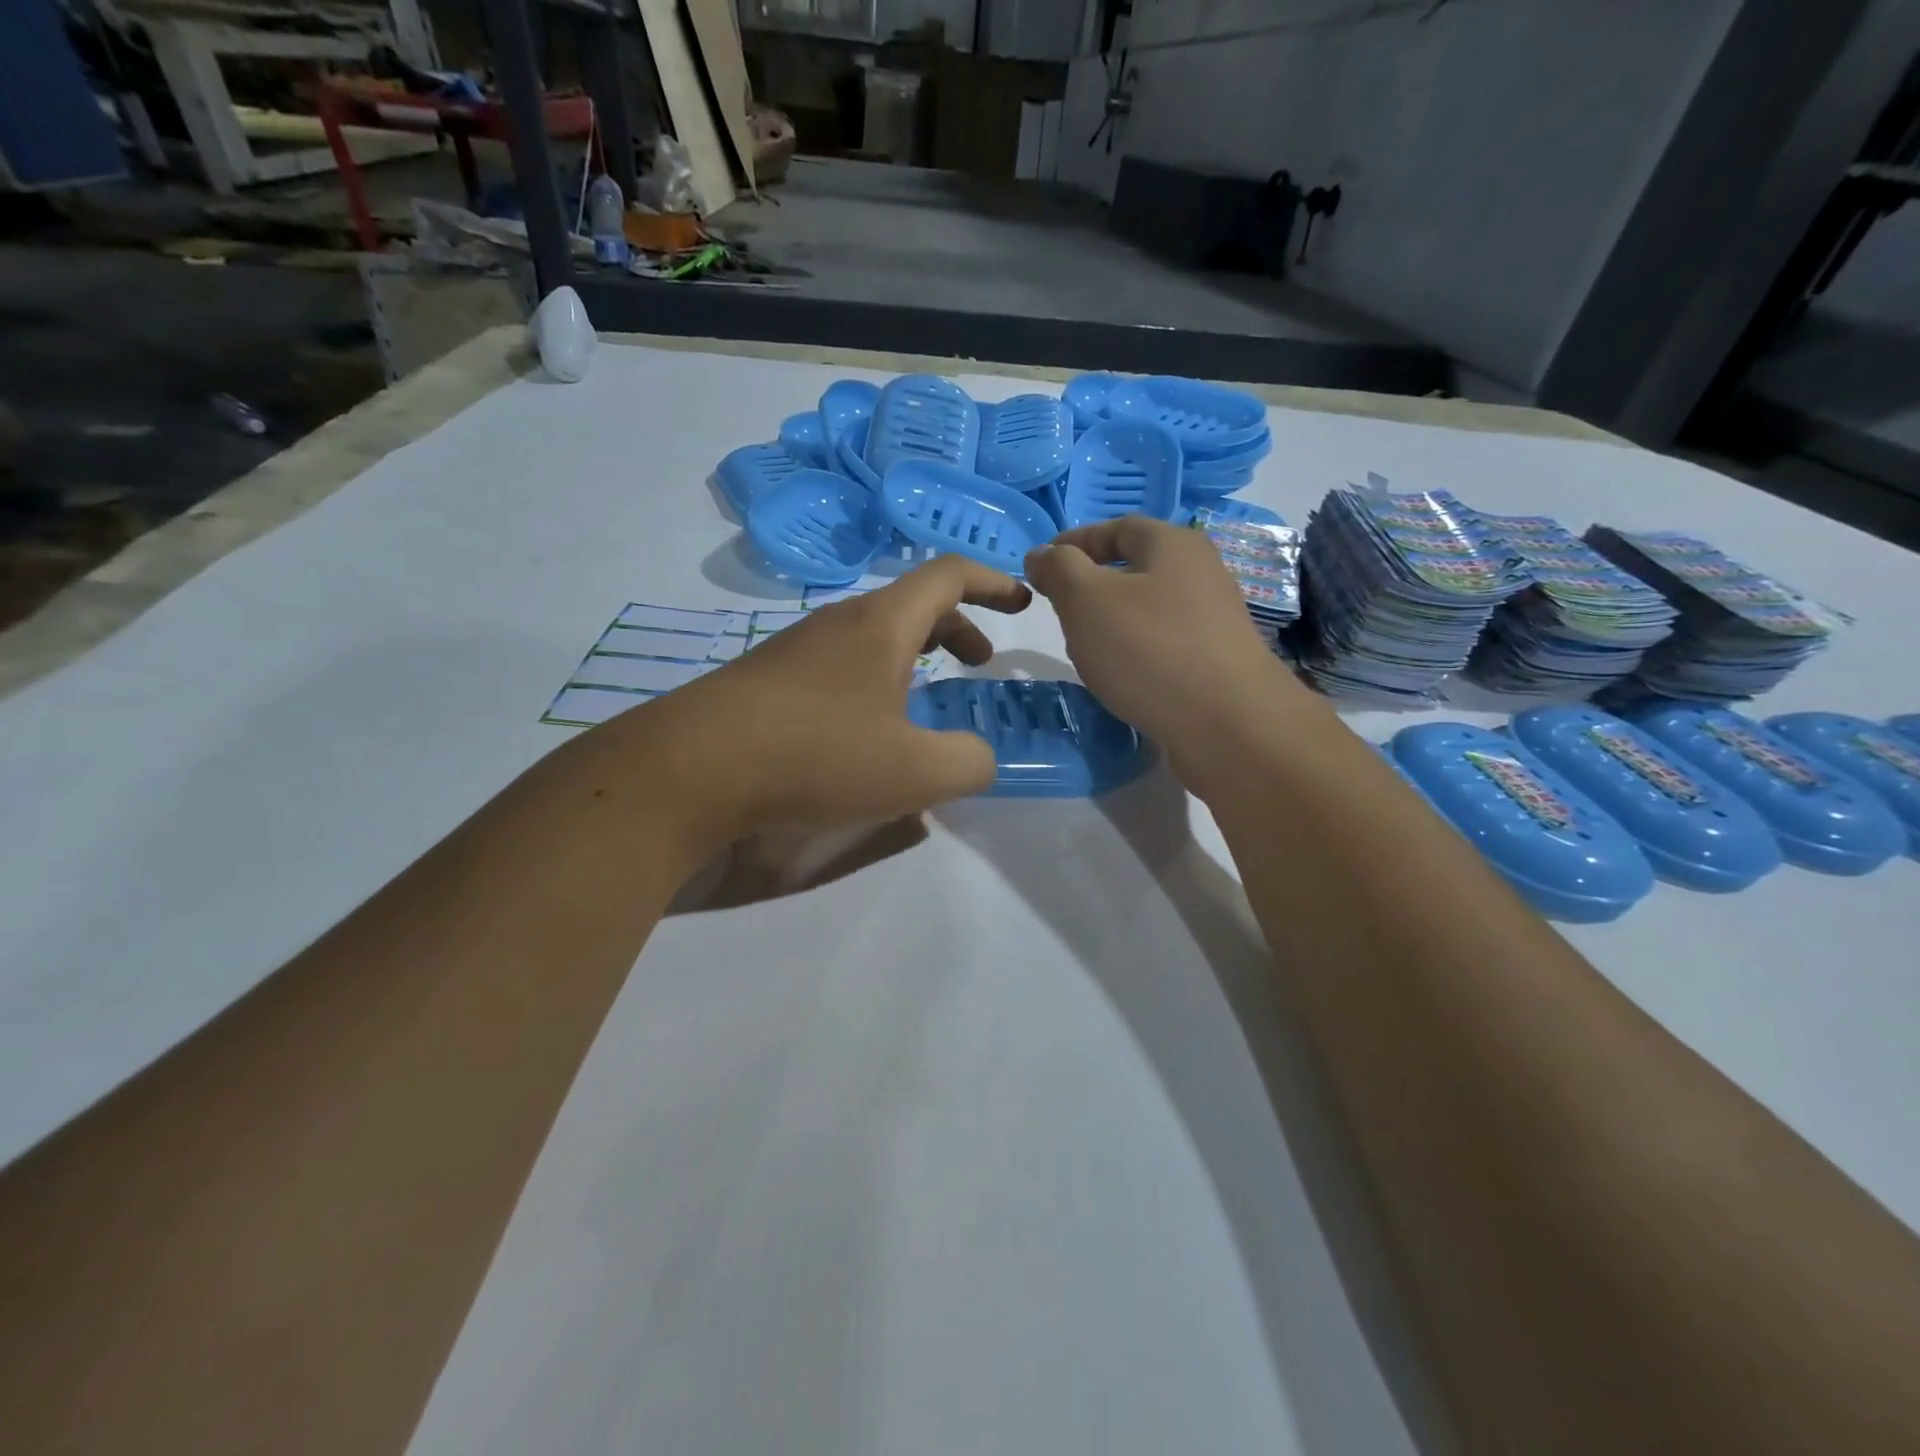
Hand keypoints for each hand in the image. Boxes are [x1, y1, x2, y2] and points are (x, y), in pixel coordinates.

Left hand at [592, 558, 1030, 844]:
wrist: (690, 768)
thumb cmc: (815, 755)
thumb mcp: (915, 772)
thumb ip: (970, 762)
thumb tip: (980, 757)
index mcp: (882, 625)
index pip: (948, 575)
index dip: (993, 582)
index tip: (1022, 602)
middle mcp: (839, 623)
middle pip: (913, 604)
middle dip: (958, 627)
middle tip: (980, 665)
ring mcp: (798, 648)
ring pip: (873, 636)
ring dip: (914, 656)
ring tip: (928, 699)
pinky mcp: (769, 678)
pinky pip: (841, 664)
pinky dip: (876, 680)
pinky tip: (866, 729)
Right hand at [1025, 516, 1308, 796]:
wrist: (1227, 724)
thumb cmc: (1149, 649)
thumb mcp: (1086, 600)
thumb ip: (1059, 570)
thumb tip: (1042, 554)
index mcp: (1173, 545)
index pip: (1118, 527)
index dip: (1076, 541)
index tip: (1043, 565)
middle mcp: (1201, 573)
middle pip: (1138, 567)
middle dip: (1093, 583)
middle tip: (1060, 608)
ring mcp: (1214, 620)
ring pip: (1151, 608)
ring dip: (1114, 621)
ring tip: (1086, 647)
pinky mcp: (1217, 663)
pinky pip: (1165, 644)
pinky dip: (1137, 652)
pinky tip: (1122, 678)